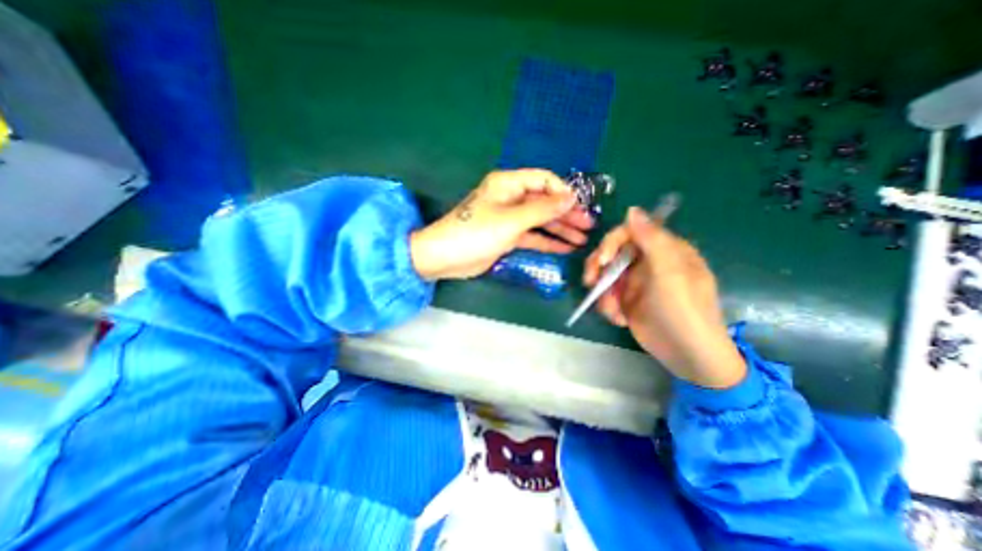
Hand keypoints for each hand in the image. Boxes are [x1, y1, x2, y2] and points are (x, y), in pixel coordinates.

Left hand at [411, 168, 593, 278]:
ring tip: (582, 239)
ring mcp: (509, 218)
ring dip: (560, 229)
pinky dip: (547, 241)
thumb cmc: (476, 233)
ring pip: (540, 220)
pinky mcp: (507, 236)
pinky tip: (565, 248)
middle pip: (545, 202)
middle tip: (589, 225)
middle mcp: (510, 198)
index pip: (544, 180)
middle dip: (567, 213)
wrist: (446, 257)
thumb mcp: (511, 220)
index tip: (581, 206)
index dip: (563, 192)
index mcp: (508, 184)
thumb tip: (570, 198)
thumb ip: (542, 209)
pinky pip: (532, 236)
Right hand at [581, 210, 743, 389]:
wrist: (687, 356)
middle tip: (591, 283)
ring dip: (602, 292)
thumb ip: (651, 239)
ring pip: (605, 275)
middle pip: (612, 253)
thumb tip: (632, 209)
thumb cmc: (684, 310)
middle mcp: (648, 262)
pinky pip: (607, 294)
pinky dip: (608, 306)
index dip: (611, 243)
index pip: (630, 233)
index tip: (602, 261)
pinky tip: (619, 319)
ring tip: (611, 311)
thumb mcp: (670, 273)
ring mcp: (636, 282)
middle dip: (599, 268)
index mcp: (664, 250)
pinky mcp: (627, 300)